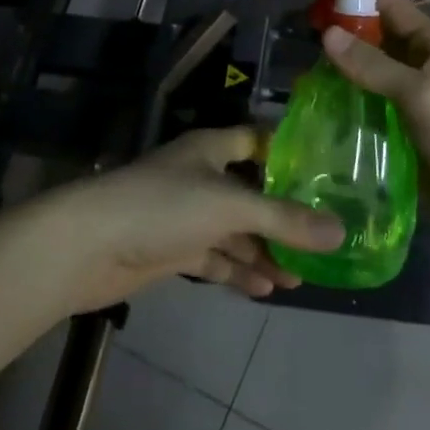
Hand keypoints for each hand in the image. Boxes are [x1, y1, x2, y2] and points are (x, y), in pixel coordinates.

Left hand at [54, 127, 345, 312]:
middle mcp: (201, 175)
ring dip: (265, 250)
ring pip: (235, 230)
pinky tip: (267, 288)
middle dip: (283, 215)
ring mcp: (185, 214)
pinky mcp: (173, 249)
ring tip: (303, 275)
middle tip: (324, 238)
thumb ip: (284, 220)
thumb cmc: (163, 206)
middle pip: (251, 191)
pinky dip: (239, 270)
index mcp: (212, 148)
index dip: (289, 153)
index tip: (328, 174)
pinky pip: (215, 257)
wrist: (89, 246)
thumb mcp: (230, 207)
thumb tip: (340, 233)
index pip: (258, 141)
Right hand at [322, 0, 429, 256]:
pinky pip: (369, 111)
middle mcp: (421, 66)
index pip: (388, 7)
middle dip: (340, 41)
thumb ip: (375, 65)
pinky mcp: (402, 134)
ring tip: (298, 79)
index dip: (353, 1)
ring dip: (339, 77)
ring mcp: (411, 102)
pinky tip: (316, 112)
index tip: (311, 6)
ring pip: (368, 78)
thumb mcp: (423, 95)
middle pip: (375, 42)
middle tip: (296, 47)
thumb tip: (326, 34)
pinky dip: (346, 108)